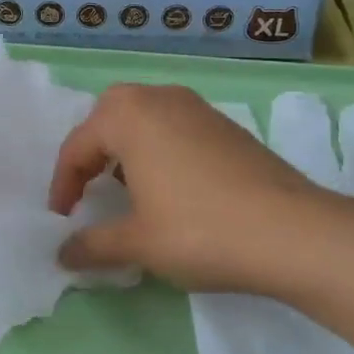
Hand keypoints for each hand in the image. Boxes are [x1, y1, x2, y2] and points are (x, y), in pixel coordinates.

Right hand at [47, 83, 318, 293]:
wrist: (292, 232)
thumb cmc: (200, 230)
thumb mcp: (138, 243)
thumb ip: (93, 245)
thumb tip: (62, 255)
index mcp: (129, 116)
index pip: (78, 145)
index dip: (63, 184)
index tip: (62, 219)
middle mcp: (160, 98)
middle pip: (109, 116)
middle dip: (93, 151)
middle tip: (90, 189)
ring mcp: (198, 107)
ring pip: (145, 117)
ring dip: (126, 148)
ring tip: (127, 189)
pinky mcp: (226, 125)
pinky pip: (175, 126)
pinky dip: (159, 148)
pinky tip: (171, 188)